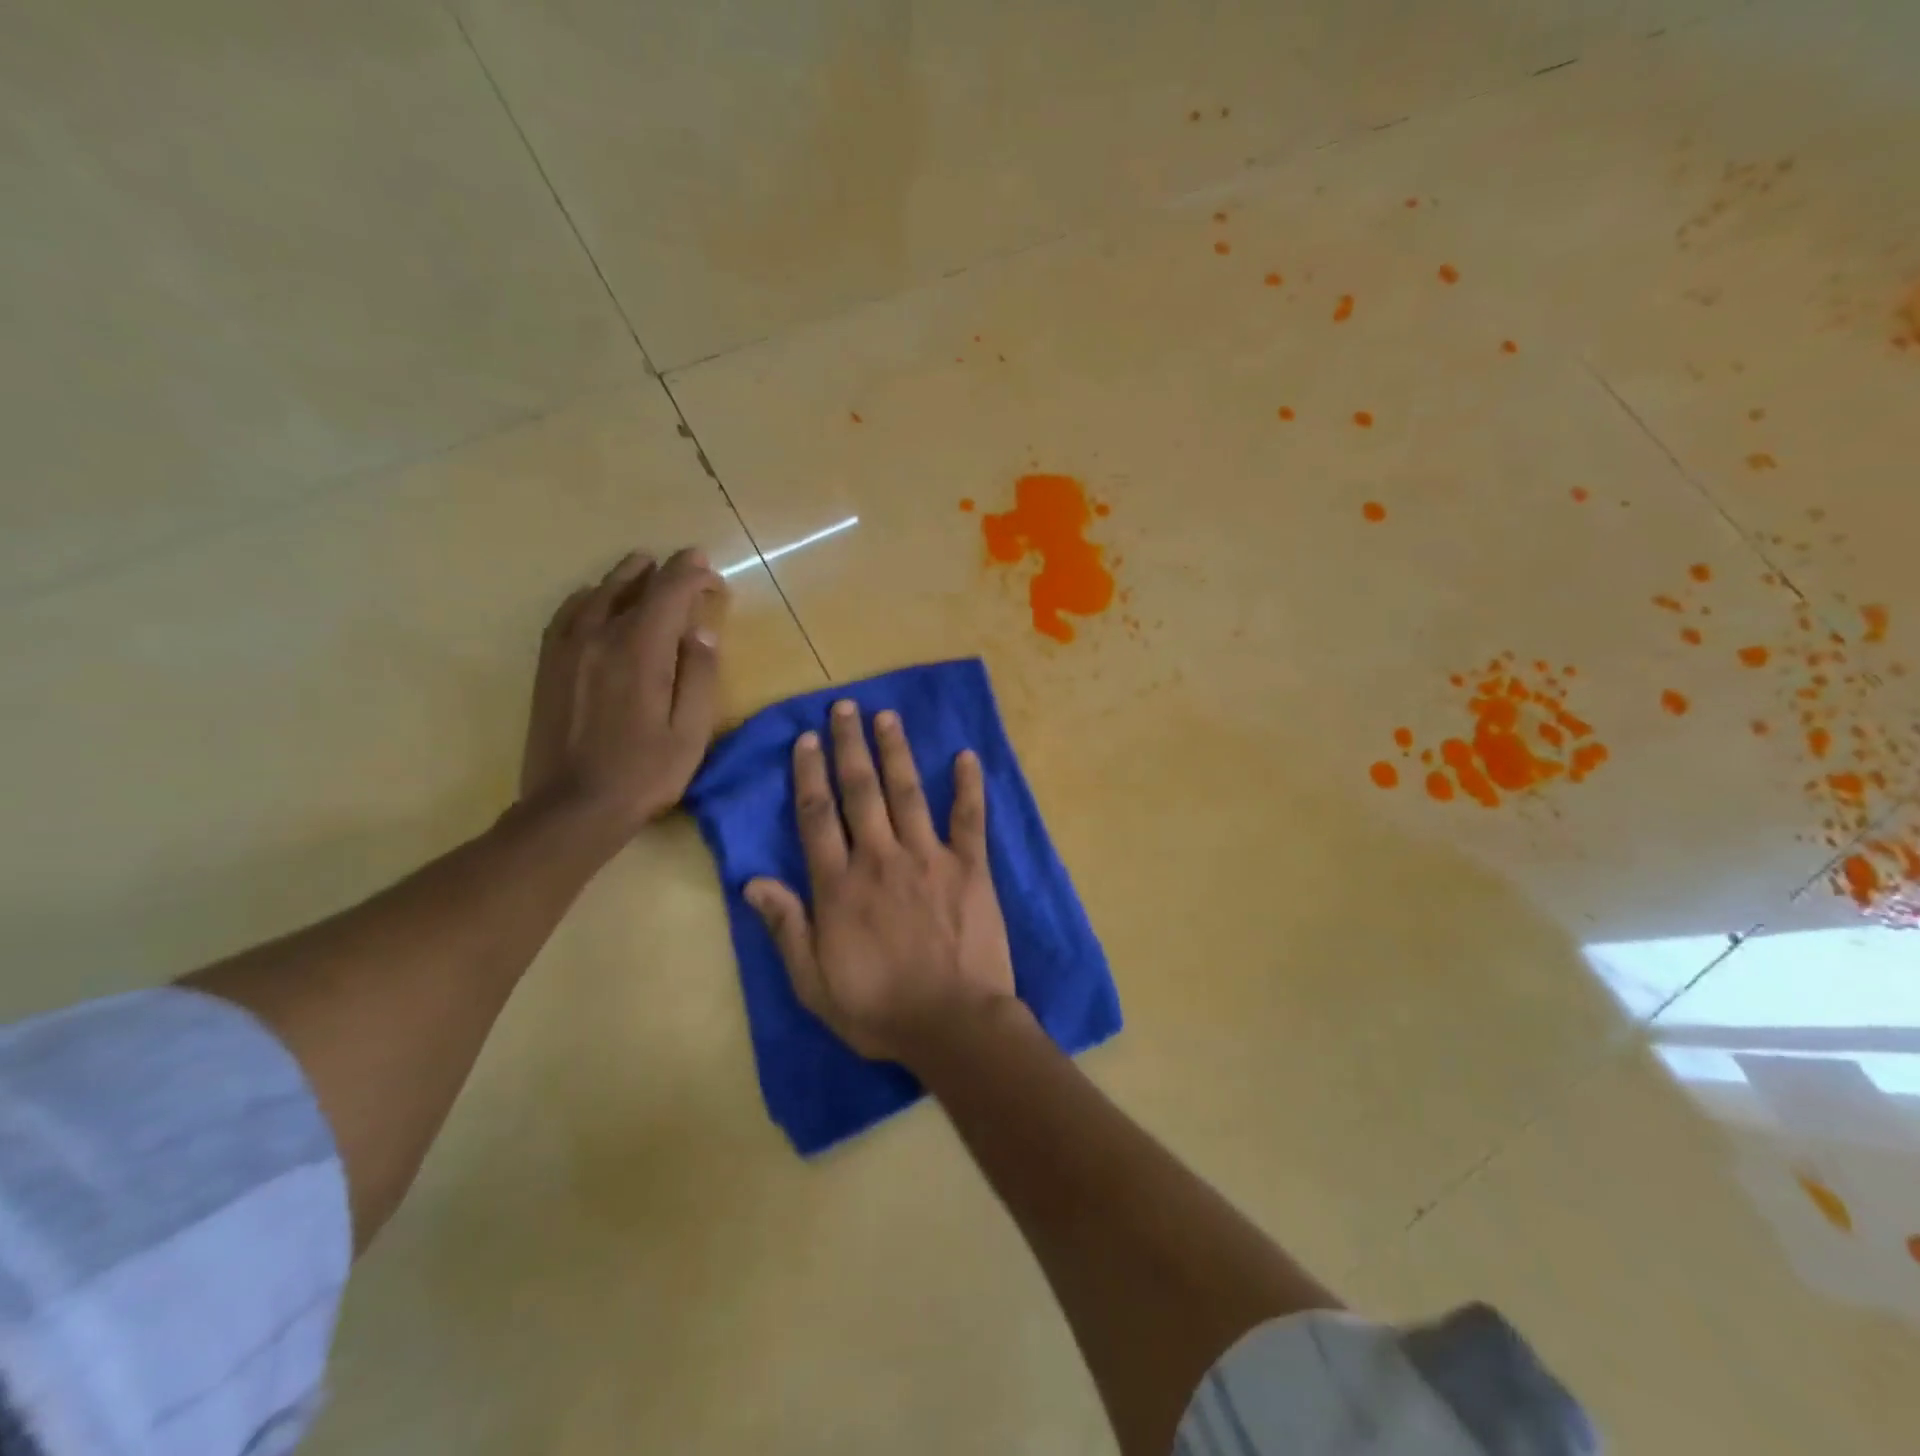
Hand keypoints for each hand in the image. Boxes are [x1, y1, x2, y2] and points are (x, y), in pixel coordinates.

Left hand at [520, 547, 723, 833]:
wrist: (572, 808)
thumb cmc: (643, 773)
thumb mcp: (690, 732)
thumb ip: (698, 676)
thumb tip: (701, 631)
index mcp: (639, 651)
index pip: (669, 593)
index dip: (693, 576)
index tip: (712, 576)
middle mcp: (599, 637)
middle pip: (632, 586)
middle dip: (664, 571)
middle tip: (688, 567)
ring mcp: (567, 649)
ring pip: (597, 594)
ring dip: (625, 577)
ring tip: (643, 567)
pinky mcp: (549, 666)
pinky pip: (567, 614)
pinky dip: (587, 596)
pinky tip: (595, 598)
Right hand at [746, 701, 1016, 1065]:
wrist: (953, 1024)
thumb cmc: (879, 1009)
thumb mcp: (814, 982)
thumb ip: (785, 927)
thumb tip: (752, 880)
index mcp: (840, 885)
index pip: (817, 817)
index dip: (809, 775)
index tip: (806, 740)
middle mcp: (880, 858)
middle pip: (860, 791)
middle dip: (850, 746)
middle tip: (844, 707)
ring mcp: (928, 858)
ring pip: (907, 792)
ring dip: (895, 752)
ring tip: (887, 717)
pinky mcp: (970, 867)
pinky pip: (969, 818)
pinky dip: (968, 786)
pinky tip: (965, 756)